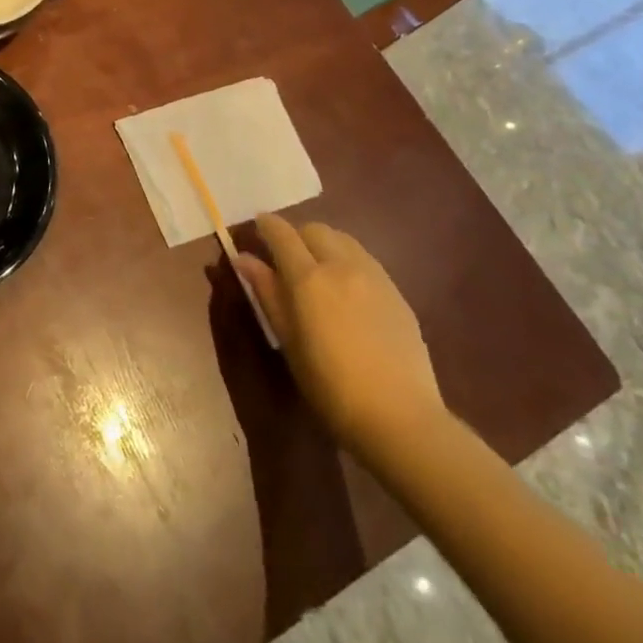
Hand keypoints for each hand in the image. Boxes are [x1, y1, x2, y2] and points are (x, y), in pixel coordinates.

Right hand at [233, 214, 444, 456]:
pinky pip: (365, 260)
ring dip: (324, 244)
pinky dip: (347, 261)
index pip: (282, 233)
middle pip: (314, 229)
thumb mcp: (288, 340)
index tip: (256, 228)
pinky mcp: (396, 292)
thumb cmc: (330, 385)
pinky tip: (346, 291)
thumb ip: (267, 292)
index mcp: (308, 277)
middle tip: (285, 258)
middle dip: (296, 235)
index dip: (266, 225)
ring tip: (317, 271)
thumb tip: (243, 258)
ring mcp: (374, 276)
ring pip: (343, 240)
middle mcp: (342, 265)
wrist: (399, 416)